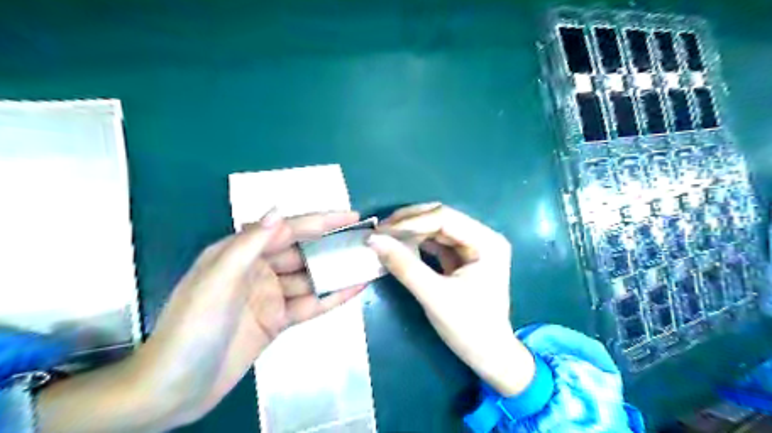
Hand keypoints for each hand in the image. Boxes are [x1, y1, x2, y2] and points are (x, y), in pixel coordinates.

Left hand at [41, 210, 364, 432]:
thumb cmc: (192, 327)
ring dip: (337, 271)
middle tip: (364, 239)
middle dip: (333, 244)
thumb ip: (249, 244)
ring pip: (311, 278)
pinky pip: (310, 304)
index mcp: (241, 253)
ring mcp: (271, 295)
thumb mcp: (218, 280)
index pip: (288, 229)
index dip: (321, 221)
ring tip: (366, 262)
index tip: (351, 215)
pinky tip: (355, 288)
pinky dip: (332, 297)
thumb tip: (279, 210)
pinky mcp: (278, 319)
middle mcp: (259, 269)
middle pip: (304, 252)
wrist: (176, 388)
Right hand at [367, 203, 538, 394]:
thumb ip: (404, 265)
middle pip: (441, 218)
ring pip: (437, 229)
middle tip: (380, 229)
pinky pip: (437, 243)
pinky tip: (399, 246)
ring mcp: (473, 247)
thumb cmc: (469, 328)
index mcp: (487, 242)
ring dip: (411, 231)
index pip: (444, 218)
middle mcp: (483, 237)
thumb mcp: (434, 296)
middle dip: (409, 222)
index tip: (381, 230)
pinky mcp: (463, 259)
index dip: (411, 221)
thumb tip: (373, 239)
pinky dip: (417, 243)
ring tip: (385, 236)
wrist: (489, 357)